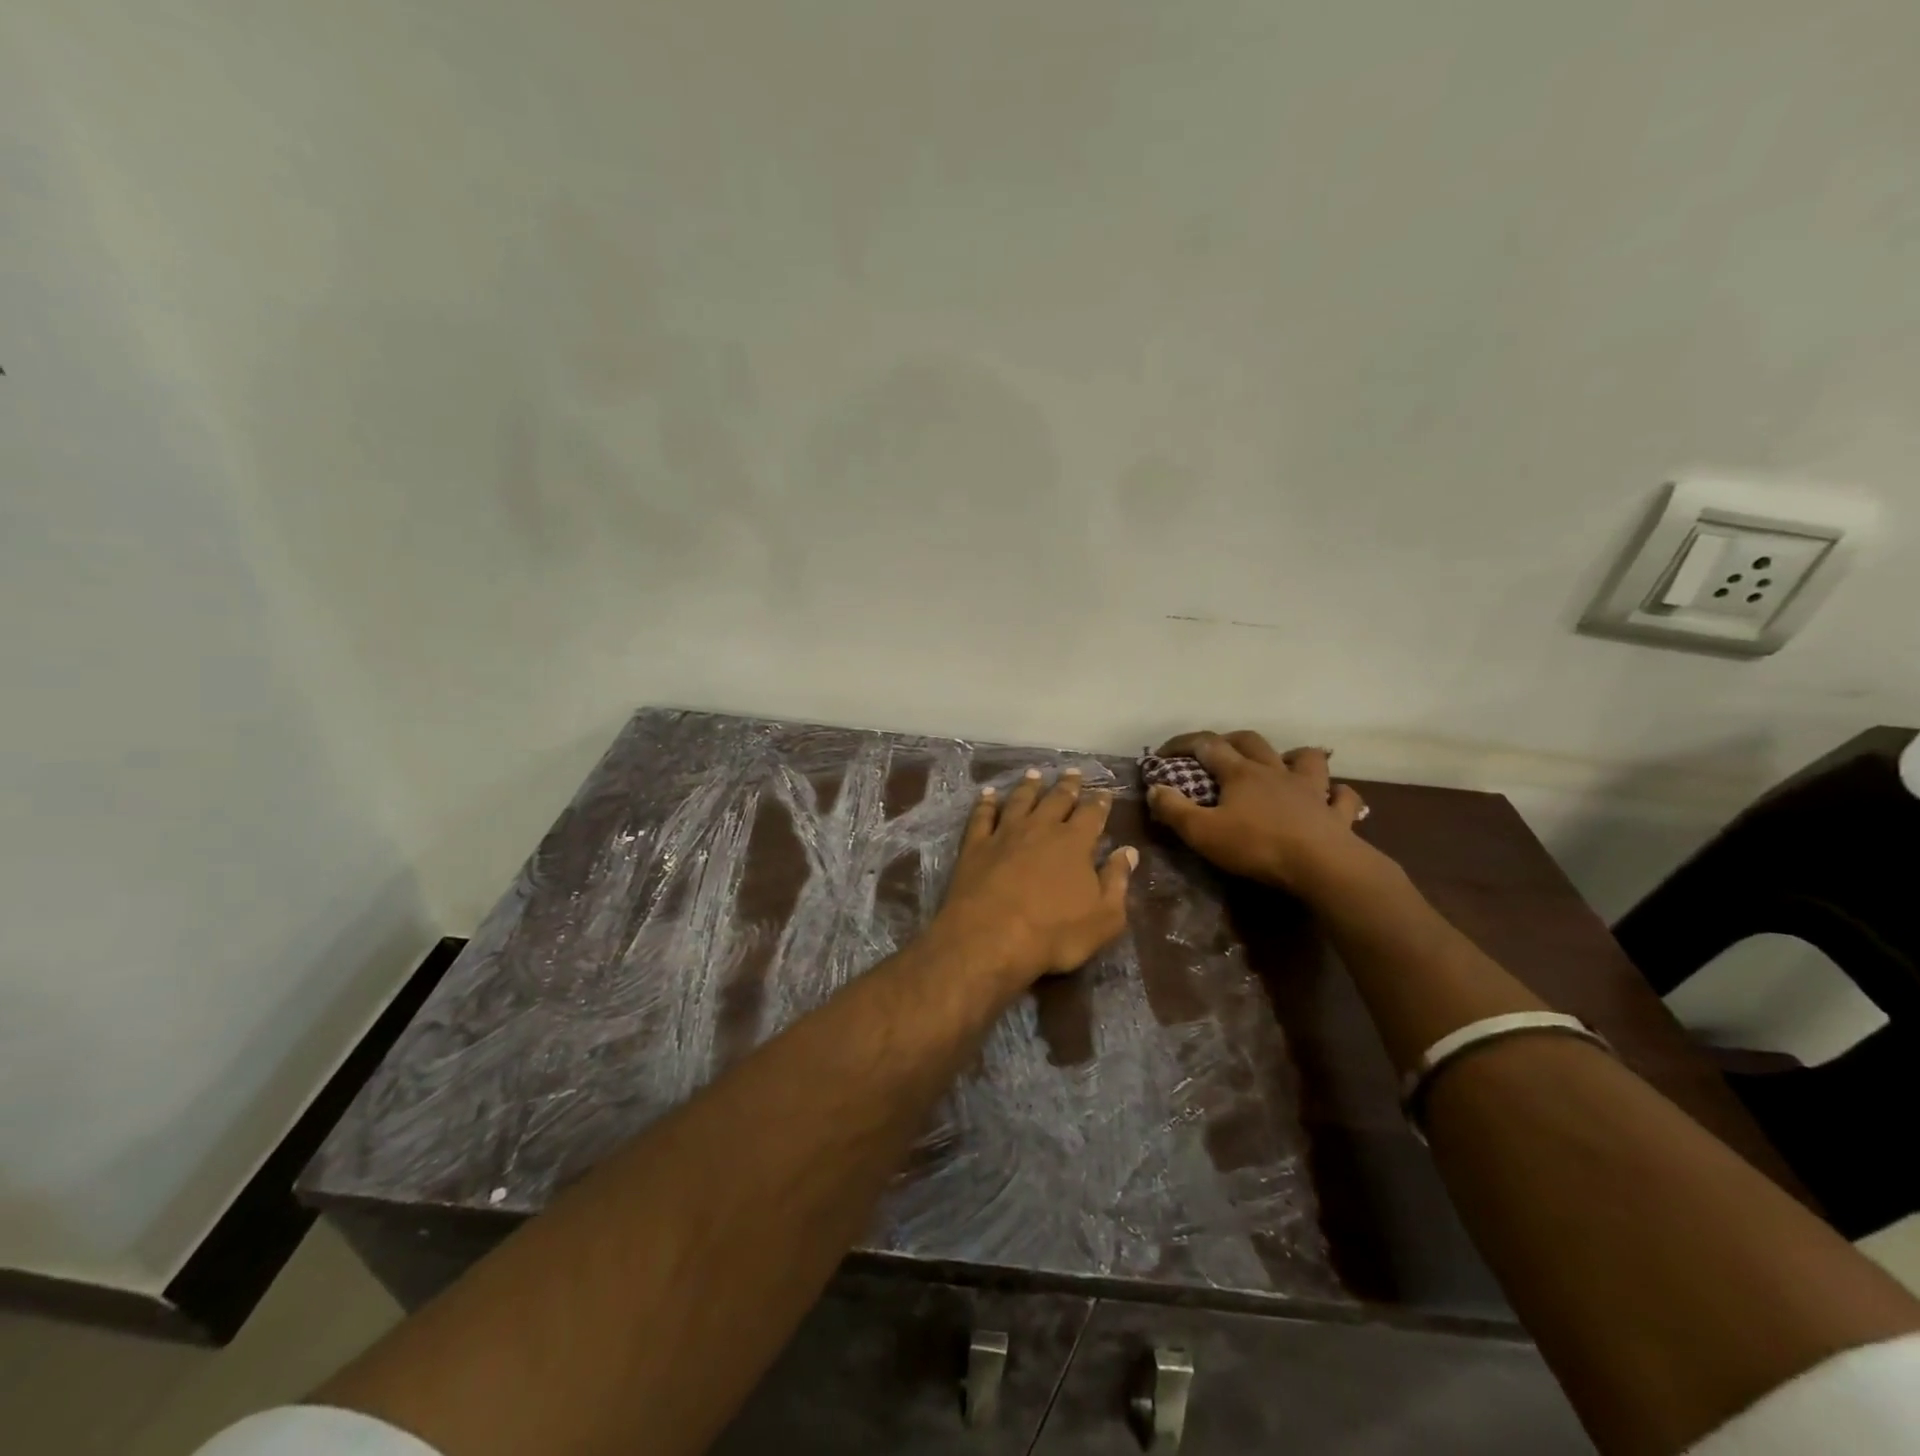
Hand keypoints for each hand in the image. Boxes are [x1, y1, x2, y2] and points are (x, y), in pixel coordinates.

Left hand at [932, 767, 1136, 985]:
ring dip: (1028, 786)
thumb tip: (1129, 852)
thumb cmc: (1054, 934)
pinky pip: (982, 816)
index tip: (1104, 792)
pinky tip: (987, 794)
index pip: (1091, 814)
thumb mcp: (1104, 918)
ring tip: (1034, 774)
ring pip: (1019, 800)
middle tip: (1073, 772)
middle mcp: (1040, 828)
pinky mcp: (975, 845)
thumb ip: (1117, 881)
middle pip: (1056, 799)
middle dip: (1067, 785)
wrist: (989, 938)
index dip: (1099, 802)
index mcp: (1074, 843)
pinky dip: (985, 803)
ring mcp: (1004, 834)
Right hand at [1145, 731, 1369, 892]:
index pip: (1207, 745)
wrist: (1322, 866)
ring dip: (1293, 757)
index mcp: (1240, 773)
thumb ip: (1174, 809)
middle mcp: (1275, 772)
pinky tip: (1332, 798)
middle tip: (1217, 750)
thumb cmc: (1256, 846)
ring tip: (1282, 766)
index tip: (1162, 753)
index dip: (1182, 744)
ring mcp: (1311, 790)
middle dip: (1230, 740)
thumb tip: (1154, 789)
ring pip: (1306, 758)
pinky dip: (1337, 794)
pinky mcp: (1337, 814)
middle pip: (1252, 741)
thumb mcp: (1202, 832)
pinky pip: (1343, 797)